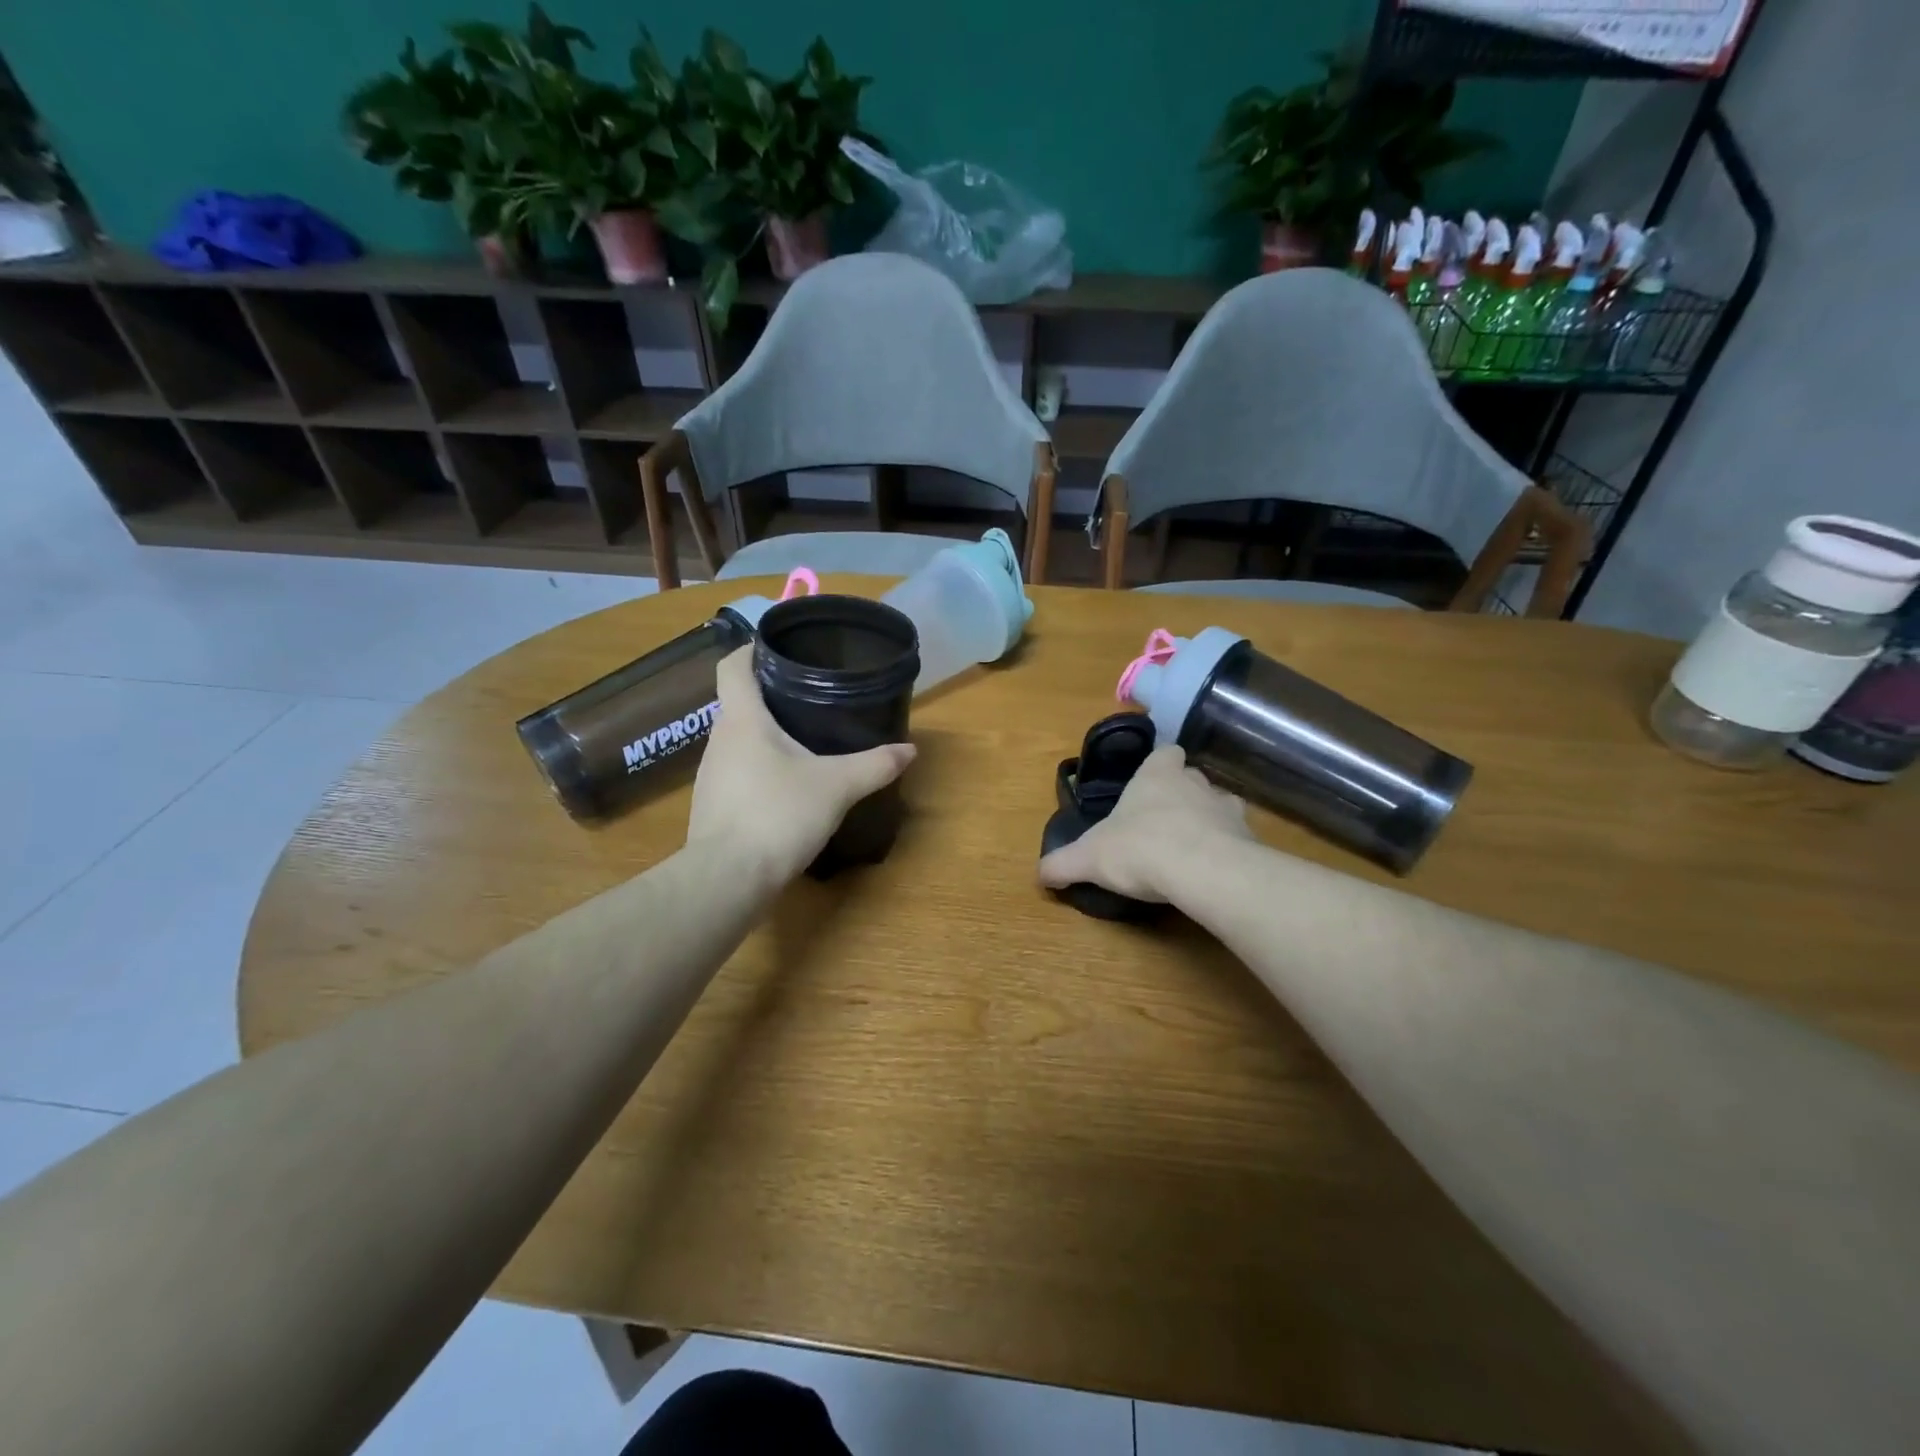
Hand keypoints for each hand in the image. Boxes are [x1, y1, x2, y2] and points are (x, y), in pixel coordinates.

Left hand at [689, 646, 916, 885]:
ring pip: (739, 740)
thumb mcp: (837, 786)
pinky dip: (761, 768)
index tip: (779, 649)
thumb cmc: (778, 814)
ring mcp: (711, 775)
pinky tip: (787, 786)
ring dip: (766, 735)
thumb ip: (875, 765)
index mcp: (743, 719)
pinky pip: (738, 772)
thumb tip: (909, 750)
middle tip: (810, 695)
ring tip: (804, 739)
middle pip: (739, 702)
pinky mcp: (713, 806)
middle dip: (770, 695)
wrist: (728, 880)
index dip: (751, 649)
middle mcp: (719, 740)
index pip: (732, 665)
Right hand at [1038, 745, 1253, 903]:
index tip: (1151, 781)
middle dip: (1181, 794)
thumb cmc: (1140, 848)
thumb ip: (1063, 863)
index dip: (1160, 765)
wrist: (1203, 871)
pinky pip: (1239, 839)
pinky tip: (1214, 870)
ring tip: (1192, 846)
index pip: (1165, 753)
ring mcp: (1227, 809)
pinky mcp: (1249, 839)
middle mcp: (1195, 783)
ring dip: (1209, 820)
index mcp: (1157, 776)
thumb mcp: (1089, 858)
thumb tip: (1039, 874)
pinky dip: (1229, 849)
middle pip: (1192, 777)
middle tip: (1164, 822)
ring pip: (1220, 804)